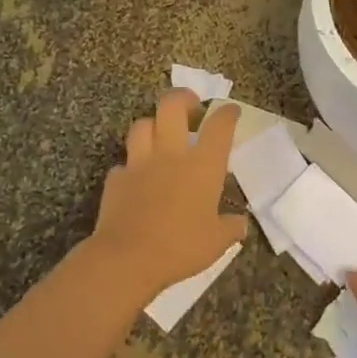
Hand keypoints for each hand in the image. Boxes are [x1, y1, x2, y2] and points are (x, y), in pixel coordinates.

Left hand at [85, 89, 247, 300]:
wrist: (126, 259)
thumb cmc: (180, 247)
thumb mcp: (217, 242)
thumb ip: (231, 228)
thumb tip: (240, 223)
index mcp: (202, 165)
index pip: (219, 126)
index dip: (227, 113)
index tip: (230, 111)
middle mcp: (171, 154)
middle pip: (172, 106)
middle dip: (183, 98)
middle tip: (191, 108)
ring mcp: (139, 163)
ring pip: (142, 125)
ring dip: (153, 125)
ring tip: (161, 136)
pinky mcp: (116, 179)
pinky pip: (124, 162)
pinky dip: (132, 165)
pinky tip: (137, 178)